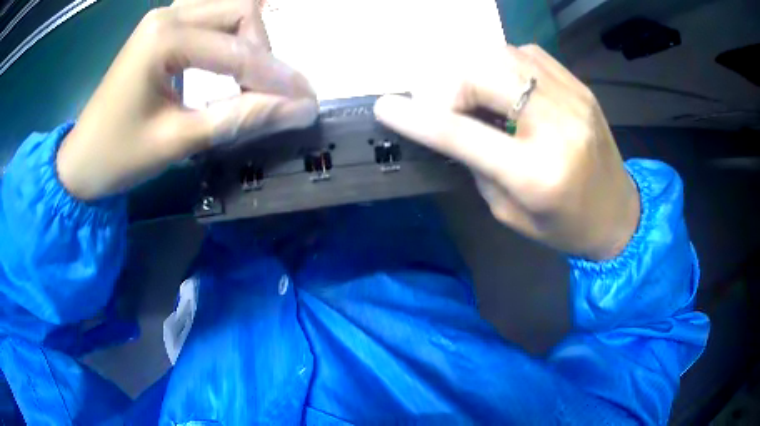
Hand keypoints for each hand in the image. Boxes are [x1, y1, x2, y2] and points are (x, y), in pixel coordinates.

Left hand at [57, 0, 316, 200]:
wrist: (81, 160)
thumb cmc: (118, 157)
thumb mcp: (178, 141)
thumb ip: (239, 119)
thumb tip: (299, 110)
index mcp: (164, 38)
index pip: (237, 50)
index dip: (276, 78)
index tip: (307, 103)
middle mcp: (168, 15)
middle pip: (241, 11)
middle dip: (263, 52)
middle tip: (265, 93)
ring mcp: (165, 17)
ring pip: (230, 9)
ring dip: (250, 40)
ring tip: (251, 79)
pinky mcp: (162, 27)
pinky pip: (211, 17)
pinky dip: (231, 36)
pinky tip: (232, 59)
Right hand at [375, 44, 638, 259]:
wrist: (618, 213)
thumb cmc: (564, 227)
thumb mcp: (510, 213)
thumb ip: (477, 166)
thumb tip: (450, 127)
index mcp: (537, 173)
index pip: (463, 134)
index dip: (417, 117)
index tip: (386, 106)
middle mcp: (557, 126)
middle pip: (483, 75)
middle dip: (450, 86)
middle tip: (445, 106)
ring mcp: (573, 99)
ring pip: (504, 55)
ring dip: (475, 70)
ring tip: (474, 95)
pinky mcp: (580, 87)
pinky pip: (529, 55)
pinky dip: (504, 64)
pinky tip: (505, 86)